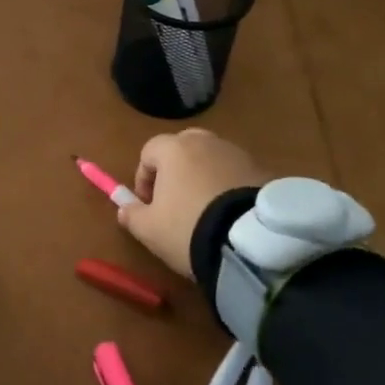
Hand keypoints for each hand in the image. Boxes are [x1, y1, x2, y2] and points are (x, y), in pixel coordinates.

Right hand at [118, 130, 266, 279]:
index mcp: (174, 149)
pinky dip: (229, 186)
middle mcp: (206, 142)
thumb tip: (123, 208)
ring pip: (212, 158)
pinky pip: (236, 173)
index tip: (148, 204)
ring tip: (206, 209)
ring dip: (204, 176)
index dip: (143, 177)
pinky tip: (230, 214)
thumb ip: (132, 215)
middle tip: (176, 200)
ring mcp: (237, 153)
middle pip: (183, 146)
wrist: (248, 243)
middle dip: (175, 169)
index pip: (150, 151)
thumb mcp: (150, 229)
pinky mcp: (262, 170)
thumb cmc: (187, 227)